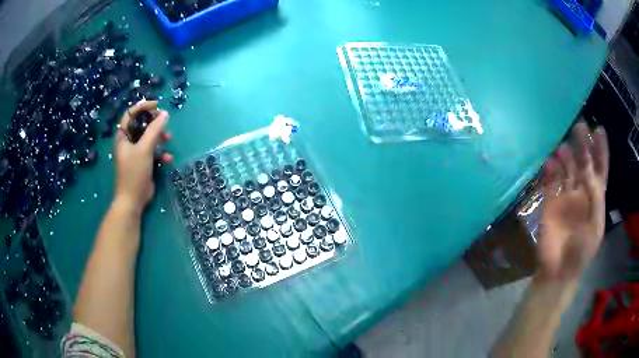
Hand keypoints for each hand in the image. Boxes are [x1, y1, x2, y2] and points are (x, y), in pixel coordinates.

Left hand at [113, 101, 172, 214]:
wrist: (133, 200)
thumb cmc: (134, 172)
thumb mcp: (144, 148)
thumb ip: (154, 130)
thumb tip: (165, 114)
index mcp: (123, 136)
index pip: (130, 114)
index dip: (142, 107)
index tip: (157, 105)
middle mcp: (128, 142)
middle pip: (141, 125)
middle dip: (154, 123)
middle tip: (164, 121)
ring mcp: (135, 153)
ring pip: (148, 138)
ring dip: (159, 138)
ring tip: (168, 140)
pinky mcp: (143, 163)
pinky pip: (152, 152)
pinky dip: (160, 153)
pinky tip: (167, 159)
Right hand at [538, 122, 608, 281]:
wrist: (559, 271)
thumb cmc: (582, 251)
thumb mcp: (595, 226)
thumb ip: (595, 197)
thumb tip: (588, 169)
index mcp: (595, 198)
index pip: (600, 169)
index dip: (601, 150)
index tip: (599, 129)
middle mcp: (582, 192)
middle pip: (583, 164)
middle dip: (583, 146)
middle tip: (579, 127)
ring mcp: (565, 197)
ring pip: (567, 169)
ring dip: (566, 156)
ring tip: (563, 147)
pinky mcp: (550, 203)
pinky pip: (550, 181)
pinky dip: (549, 170)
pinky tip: (548, 161)